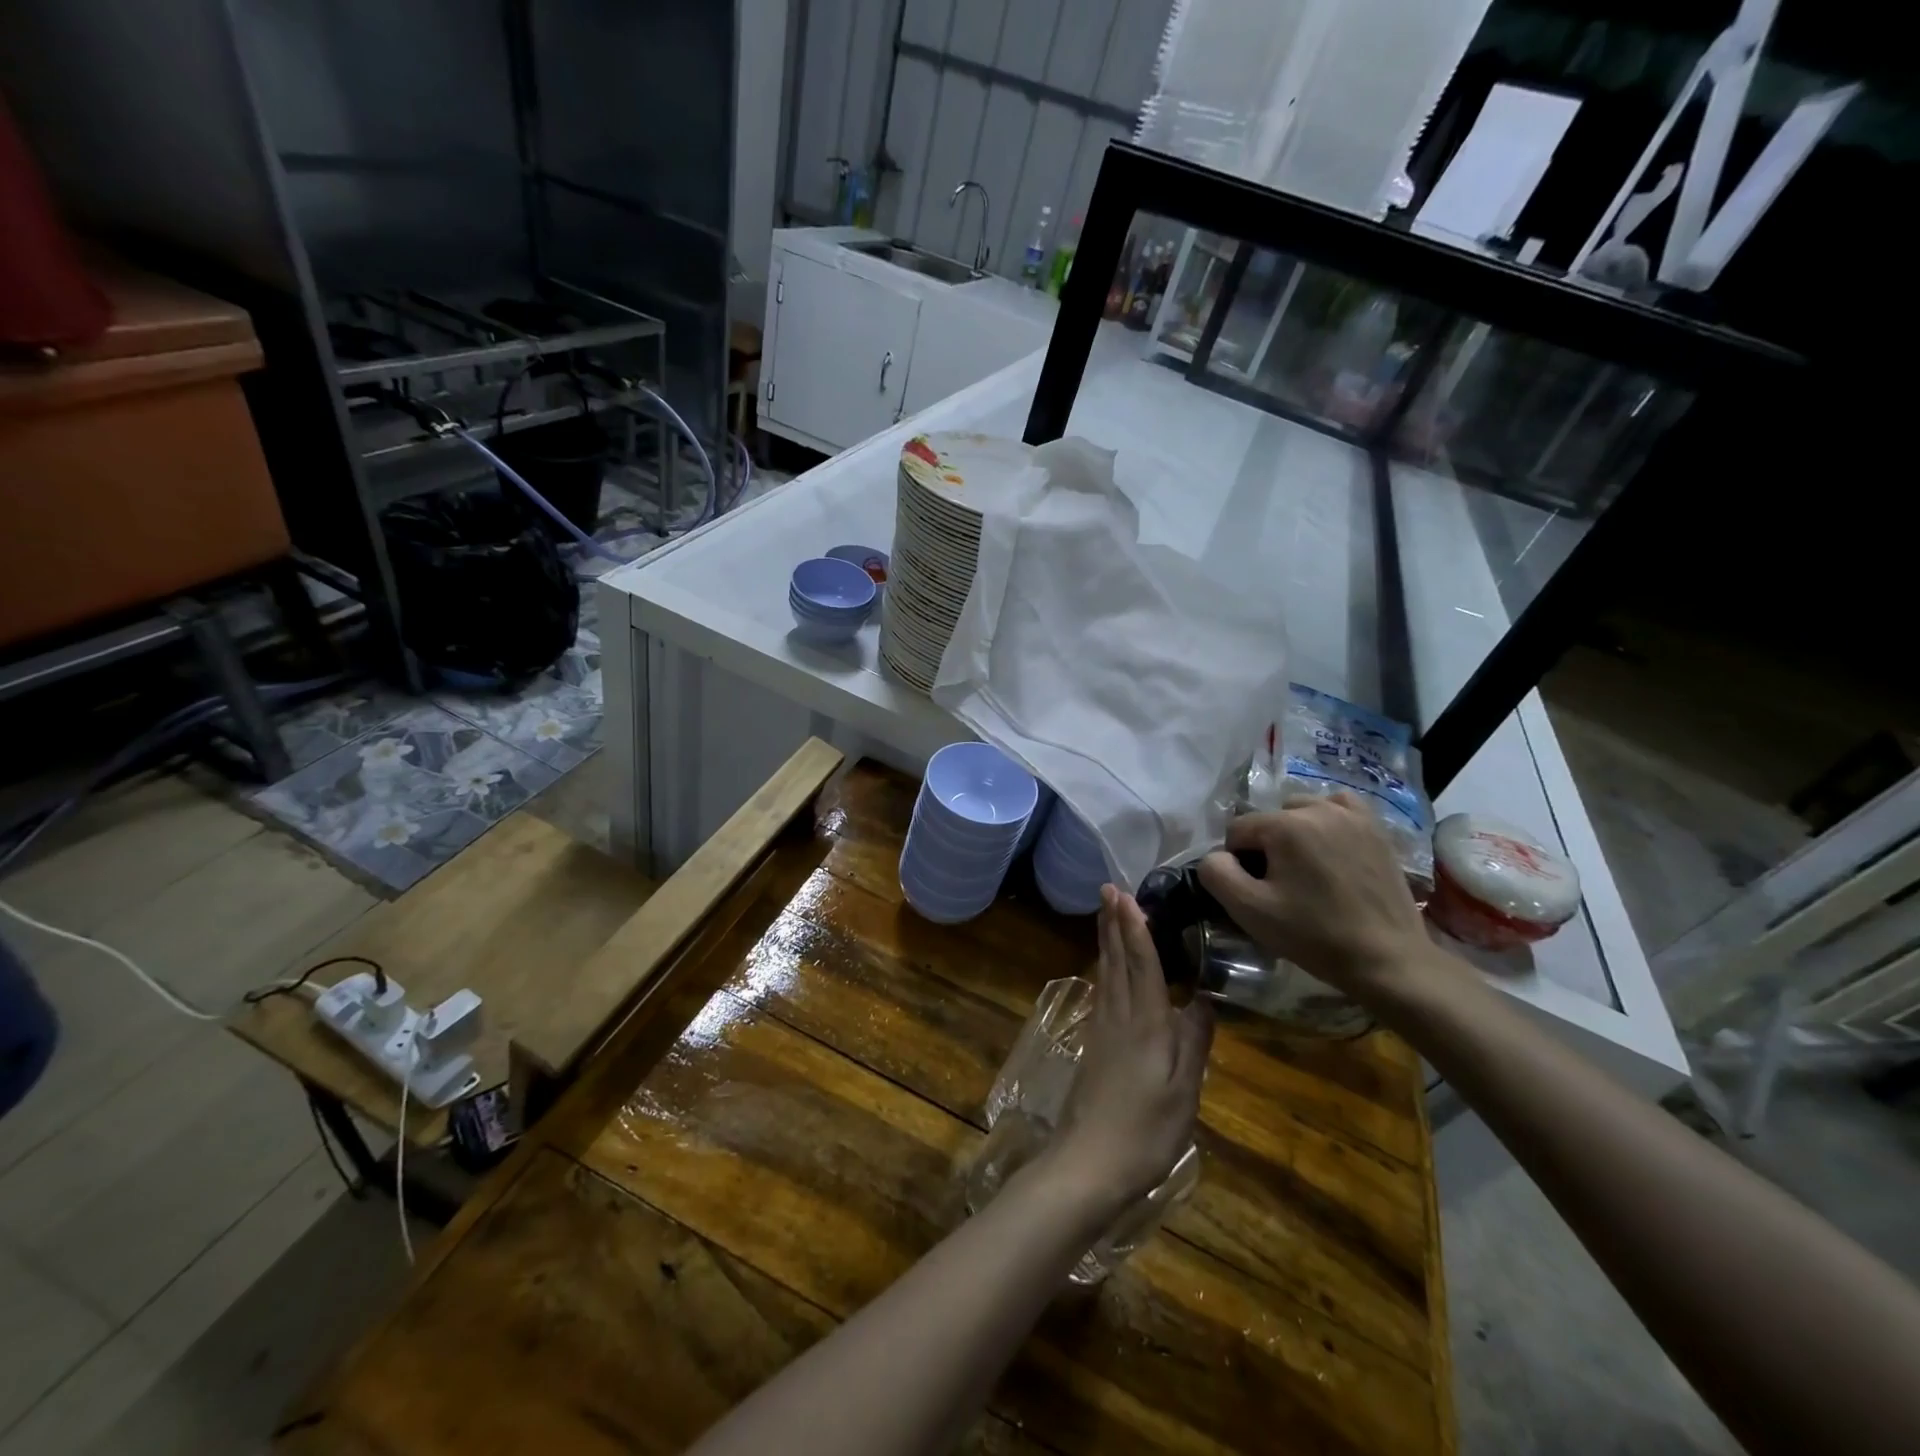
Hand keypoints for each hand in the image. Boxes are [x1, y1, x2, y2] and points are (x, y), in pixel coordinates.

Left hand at [1047, 885, 1212, 1210]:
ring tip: (1106, 914)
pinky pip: (1102, 991)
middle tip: (1108, 888)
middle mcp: (1119, 1016)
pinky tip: (1106, 968)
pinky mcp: (1093, 1045)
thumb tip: (1205, 997)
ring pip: (1105, 972)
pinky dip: (1105, 967)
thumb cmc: (1146, 1129)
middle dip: (1113, 922)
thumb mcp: (1185, 1091)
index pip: (1141, 963)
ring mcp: (1102, 1030)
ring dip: (1106, 939)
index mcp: (1145, 1022)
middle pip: (1116, 959)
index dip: (1135, 926)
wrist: (1090, 1162)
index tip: (1125, 893)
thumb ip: (1194, 1041)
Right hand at [1197, 794, 1438, 1004]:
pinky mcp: (1376, 829)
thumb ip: (1216, 873)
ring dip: (1296, 833)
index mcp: (1284, 825)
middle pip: (1270, 819)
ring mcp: (1353, 815)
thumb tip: (1217, 856)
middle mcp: (1318, 808)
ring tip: (1307, 870)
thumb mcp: (1249, 910)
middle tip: (1282, 885)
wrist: (1388, 959)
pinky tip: (1331, 848)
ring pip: (1303, 811)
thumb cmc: (1314, 935)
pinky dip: (1328, 821)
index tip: (1256, 892)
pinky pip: (1339, 808)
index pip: (1237, 830)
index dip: (1237, 862)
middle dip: (1267, 846)